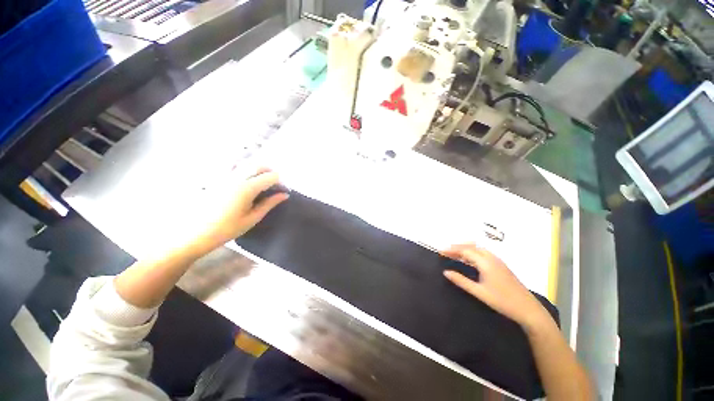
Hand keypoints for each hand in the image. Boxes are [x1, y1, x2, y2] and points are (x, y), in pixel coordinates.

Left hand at [189, 168, 288, 254]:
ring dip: (259, 170)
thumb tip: (284, 195)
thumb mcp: (252, 218)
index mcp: (247, 188)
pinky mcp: (217, 179)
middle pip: (259, 165)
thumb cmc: (226, 229)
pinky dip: (246, 171)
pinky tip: (247, 182)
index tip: (284, 191)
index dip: (280, 182)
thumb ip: (269, 204)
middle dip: (271, 172)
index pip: (270, 176)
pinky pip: (235, 168)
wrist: (193, 233)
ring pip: (247, 164)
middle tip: (276, 185)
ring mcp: (224, 176)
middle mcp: (236, 178)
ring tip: (263, 183)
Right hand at [442, 244, 549, 330]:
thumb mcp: (479, 292)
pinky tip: (470, 260)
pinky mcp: (501, 265)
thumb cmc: (502, 301)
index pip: (464, 251)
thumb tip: (446, 272)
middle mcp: (491, 258)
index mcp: (485, 262)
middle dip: (457, 247)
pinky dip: (473, 252)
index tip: (440, 251)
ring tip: (455, 254)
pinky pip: (483, 253)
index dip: (451, 250)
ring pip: (478, 249)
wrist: (528, 309)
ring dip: (465, 249)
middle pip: (471, 247)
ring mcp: (497, 261)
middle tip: (445, 252)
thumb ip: (461, 281)